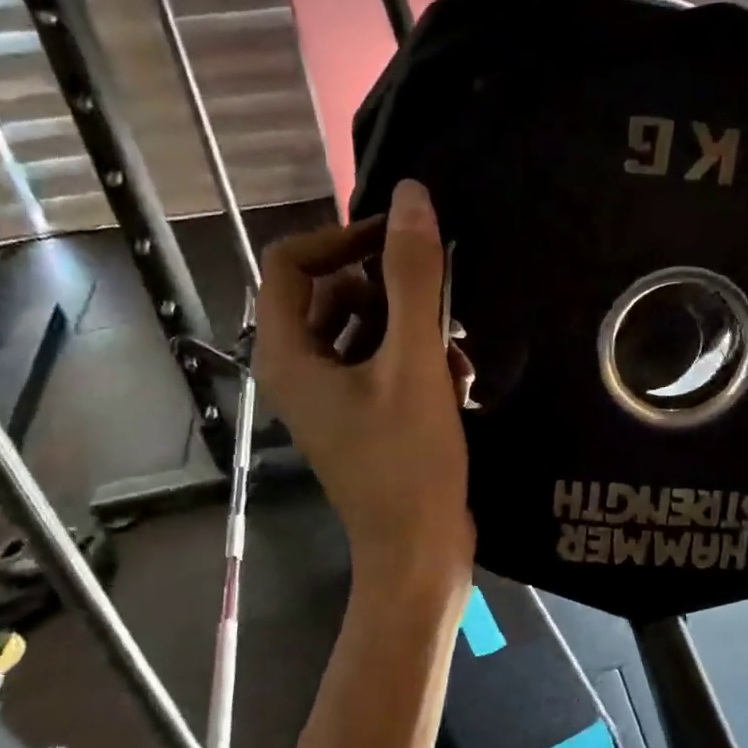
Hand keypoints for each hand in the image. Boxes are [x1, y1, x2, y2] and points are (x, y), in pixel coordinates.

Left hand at [253, 180, 474, 590]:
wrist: (419, 550)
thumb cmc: (408, 460)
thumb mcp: (413, 363)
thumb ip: (413, 278)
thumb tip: (412, 197)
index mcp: (289, 354)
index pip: (292, 263)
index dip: (344, 239)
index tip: (401, 239)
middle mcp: (300, 370)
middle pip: (332, 294)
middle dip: (389, 290)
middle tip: (439, 295)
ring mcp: (332, 396)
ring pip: (364, 330)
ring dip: (411, 326)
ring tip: (455, 346)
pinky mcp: (364, 416)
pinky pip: (382, 364)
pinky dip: (416, 360)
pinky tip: (458, 379)